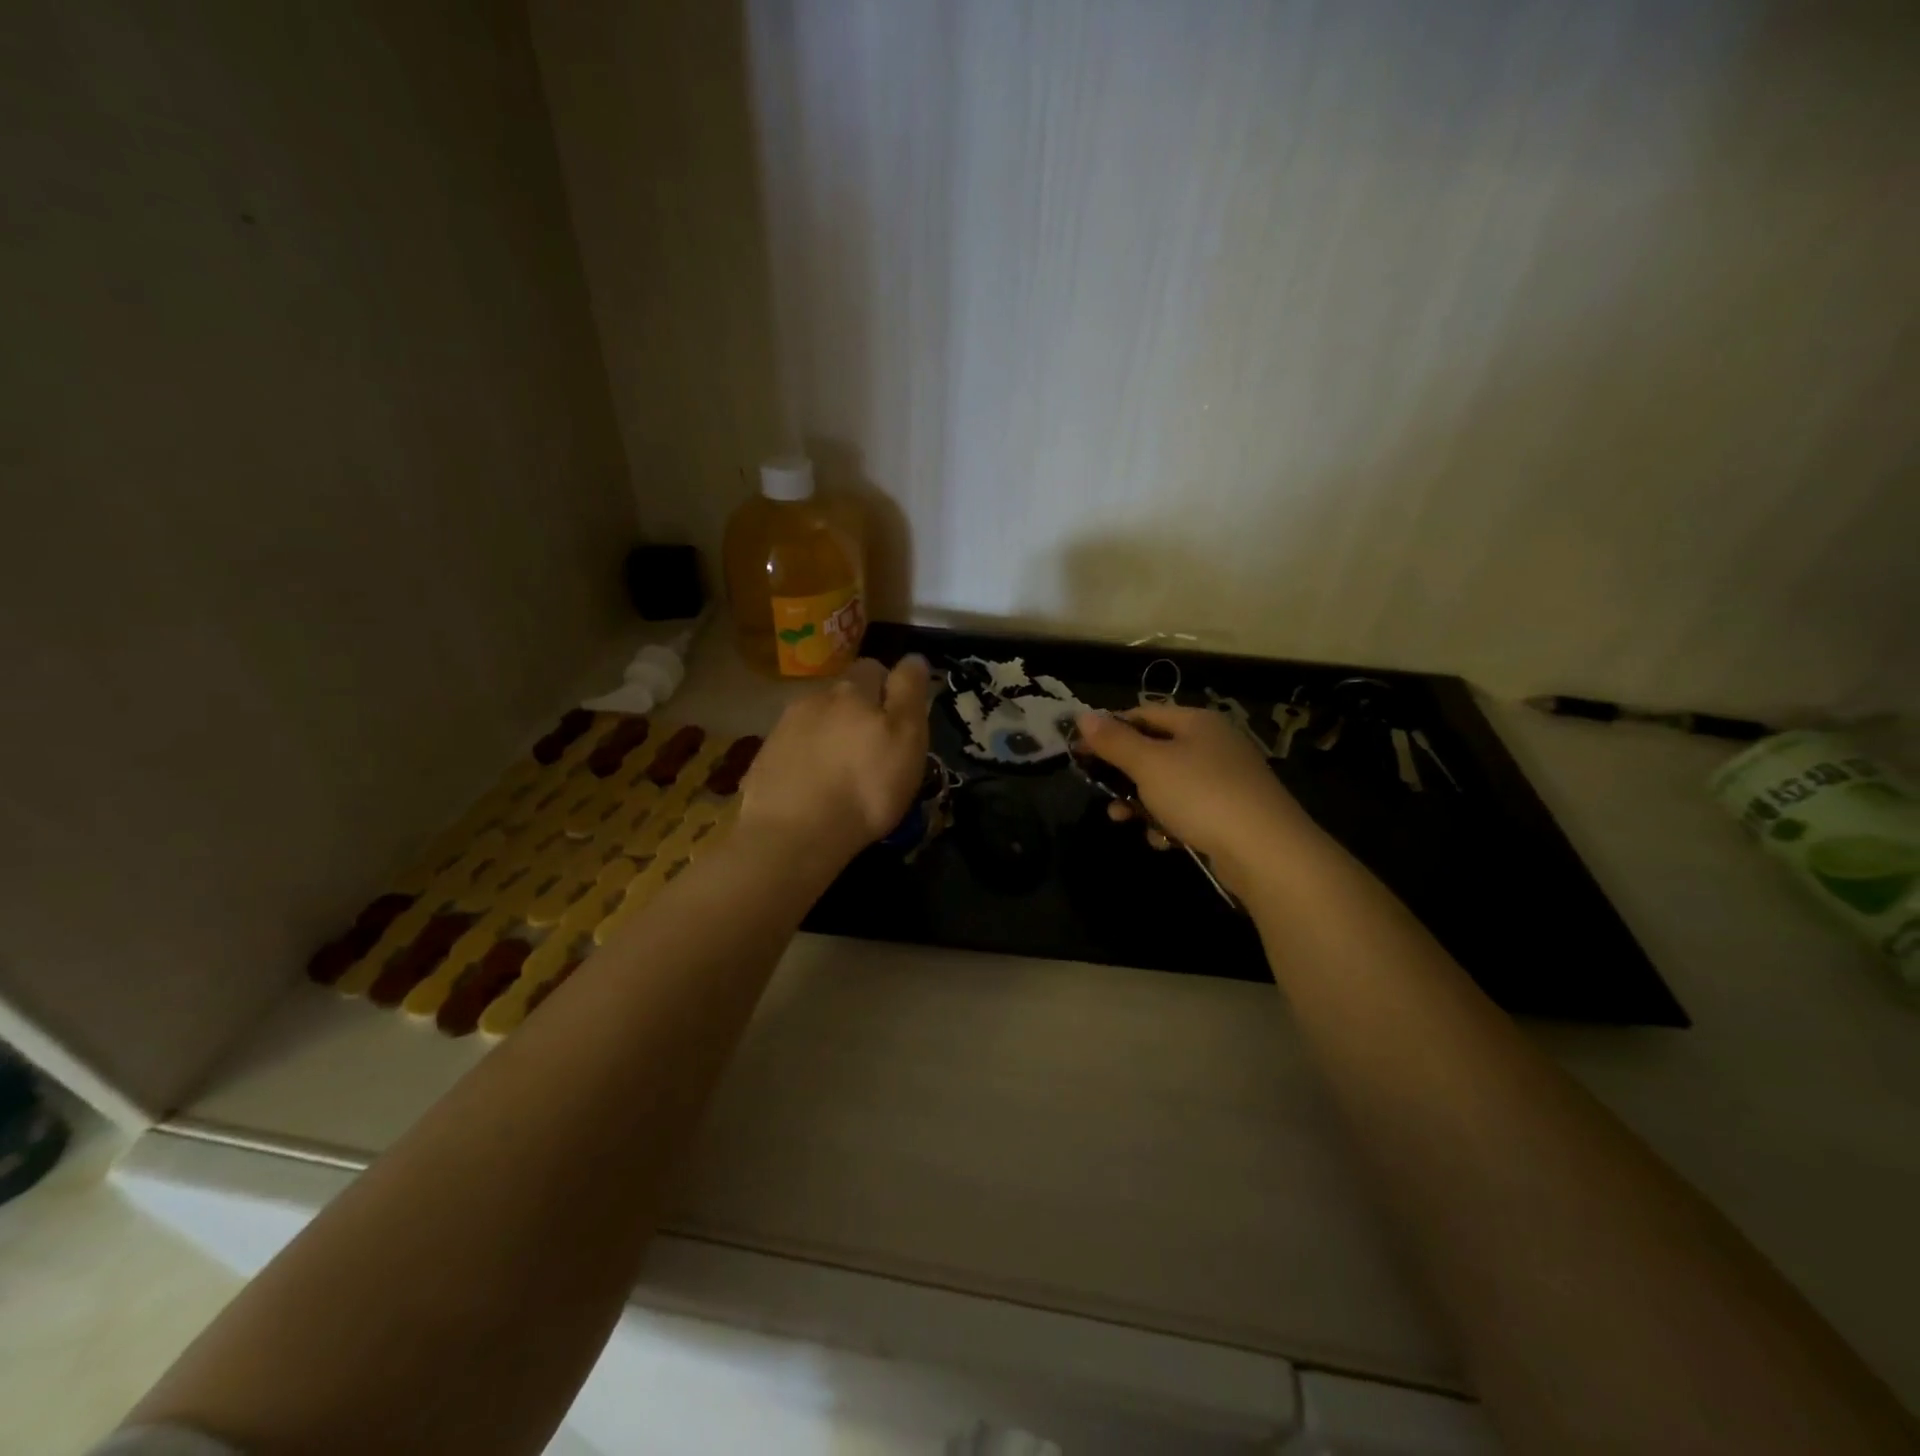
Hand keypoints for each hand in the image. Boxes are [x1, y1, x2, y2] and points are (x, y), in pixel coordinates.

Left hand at [739, 655, 930, 863]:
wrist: (793, 835)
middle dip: (858, 711)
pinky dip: (807, 759)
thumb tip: (913, 658)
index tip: (899, 718)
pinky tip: (814, 786)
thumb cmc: (866, 787)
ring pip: (816, 720)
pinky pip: (793, 748)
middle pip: (842, 695)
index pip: (876, 668)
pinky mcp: (764, 758)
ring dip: (830, 734)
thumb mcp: (907, 738)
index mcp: (852, 690)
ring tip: (841, 771)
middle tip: (872, 748)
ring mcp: (783, 728)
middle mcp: (815, 698)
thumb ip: (910, 693)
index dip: (890, 687)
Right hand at [1073, 705, 1321, 888]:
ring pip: (1169, 784)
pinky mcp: (1232, 813)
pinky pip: (1189, 810)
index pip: (1143, 714)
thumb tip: (1083, 716)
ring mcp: (1226, 779)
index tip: (1080, 752)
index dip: (1109, 730)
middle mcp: (1214, 744)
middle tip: (1099, 790)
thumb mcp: (1149, 764)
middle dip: (1124, 773)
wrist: (1266, 851)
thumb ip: (1114, 741)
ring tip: (1122, 820)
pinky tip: (1163, 840)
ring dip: (1141, 802)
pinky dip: (1170, 822)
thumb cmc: (1201, 795)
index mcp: (1197, 722)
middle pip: (1155, 751)